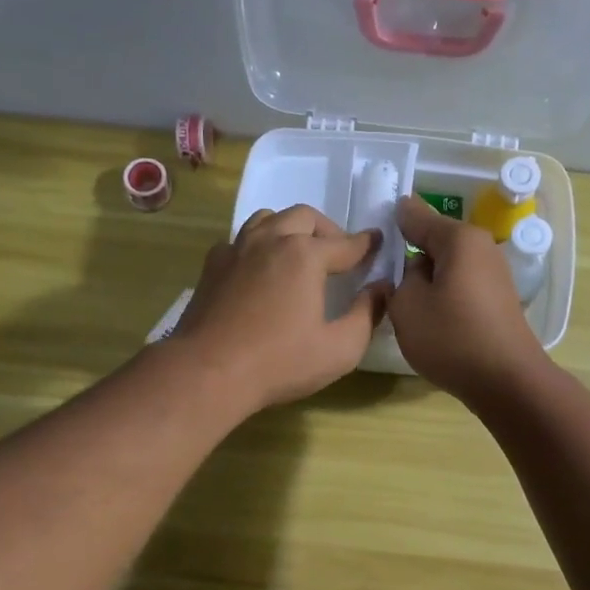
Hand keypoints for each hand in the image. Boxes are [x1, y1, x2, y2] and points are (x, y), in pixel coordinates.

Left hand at [171, 204, 386, 412]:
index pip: (346, 243)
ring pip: (268, 219)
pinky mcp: (212, 266)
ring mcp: (236, 249)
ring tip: (299, 252)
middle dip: (328, 230)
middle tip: (339, 252)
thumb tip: (381, 288)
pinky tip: (260, 269)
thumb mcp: (340, 349)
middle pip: (305, 217)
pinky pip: (240, 240)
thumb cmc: (280, 363)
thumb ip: (367, 314)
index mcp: (305, 255)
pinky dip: (258, 245)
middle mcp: (271, 240)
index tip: (377, 242)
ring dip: (290, 228)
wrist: (208, 372)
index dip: (366, 244)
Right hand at [388, 196, 546, 403]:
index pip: (416, 216)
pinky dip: (442, 293)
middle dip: (409, 251)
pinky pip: (460, 285)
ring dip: (426, 276)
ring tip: (400, 296)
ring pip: (447, 266)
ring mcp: (493, 275)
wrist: (506, 381)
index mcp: (459, 239)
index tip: (371, 225)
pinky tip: (428, 314)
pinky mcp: (497, 300)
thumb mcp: (408, 306)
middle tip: (379, 267)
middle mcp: (481, 248)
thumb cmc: (452, 338)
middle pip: (434, 240)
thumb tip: (414, 267)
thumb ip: (402, 277)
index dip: (392, 220)